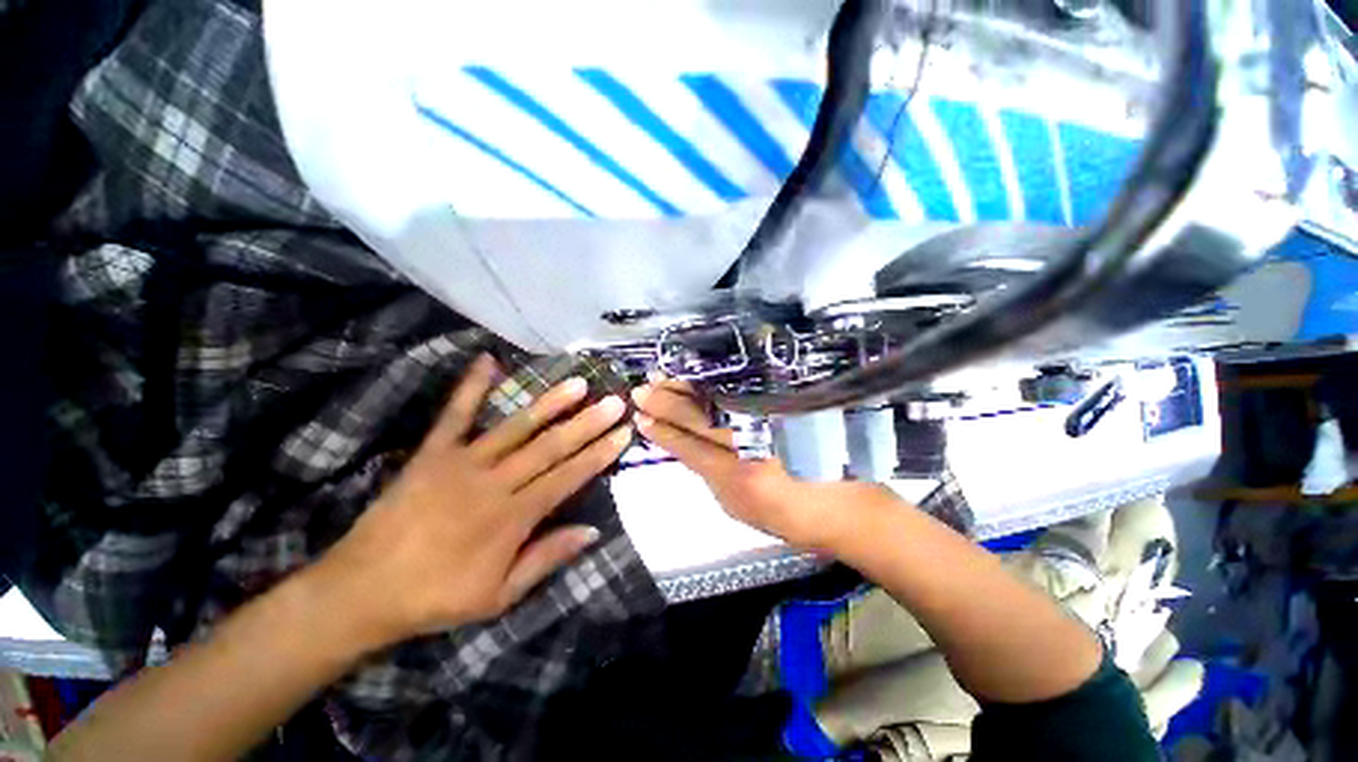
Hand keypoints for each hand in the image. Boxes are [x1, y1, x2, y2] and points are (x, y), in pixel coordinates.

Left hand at [320, 355, 632, 646]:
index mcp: (513, 517)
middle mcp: (494, 482)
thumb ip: (547, 558)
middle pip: (551, 447)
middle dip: (587, 423)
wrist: (362, 590)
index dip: (599, 454)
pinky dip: (471, 386)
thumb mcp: (500, 596)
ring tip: (578, 383)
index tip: (623, 433)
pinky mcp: (432, 452)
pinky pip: (455, 414)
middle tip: (614, 401)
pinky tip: (488, 360)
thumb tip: (594, 531)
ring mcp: (462, 462)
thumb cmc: (437, 597)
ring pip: (516, 427)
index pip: (569, 477)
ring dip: (550, 403)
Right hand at [631, 381, 897, 551]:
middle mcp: (754, 444)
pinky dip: (716, 381)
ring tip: (660, 378)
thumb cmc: (791, 518)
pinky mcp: (788, 406)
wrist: (847, 506)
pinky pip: (743, 389)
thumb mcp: (740, 508)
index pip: (689, 448)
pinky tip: (698, 375)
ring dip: (685, 387)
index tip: (641, 419)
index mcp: (740, 478)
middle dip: (665, 404)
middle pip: (700, 418)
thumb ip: (710, 476)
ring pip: (718, 399)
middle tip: (641, 391)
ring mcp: (773, 420)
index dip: (662, 432)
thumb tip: (685, 446)